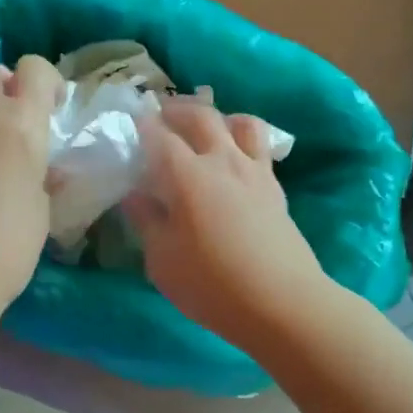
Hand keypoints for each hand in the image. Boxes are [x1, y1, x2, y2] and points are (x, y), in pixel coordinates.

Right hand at [123, 101, 330, 349]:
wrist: (282, 303)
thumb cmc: (212, 285)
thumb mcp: (162, 260)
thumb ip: (147, 221)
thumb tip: (134, 195)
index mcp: (187, 175)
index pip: (158, 135)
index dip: (141, 125)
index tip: (129, 122)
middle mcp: (222, 161)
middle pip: (201, 115)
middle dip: (177, 109)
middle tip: (161, 116)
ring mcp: (254, 171)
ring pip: (239, 122)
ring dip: (219, 117)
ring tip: (206, 129)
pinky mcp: (275, 187)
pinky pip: (260, 145)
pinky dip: (243, 139)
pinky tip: (233, 160)